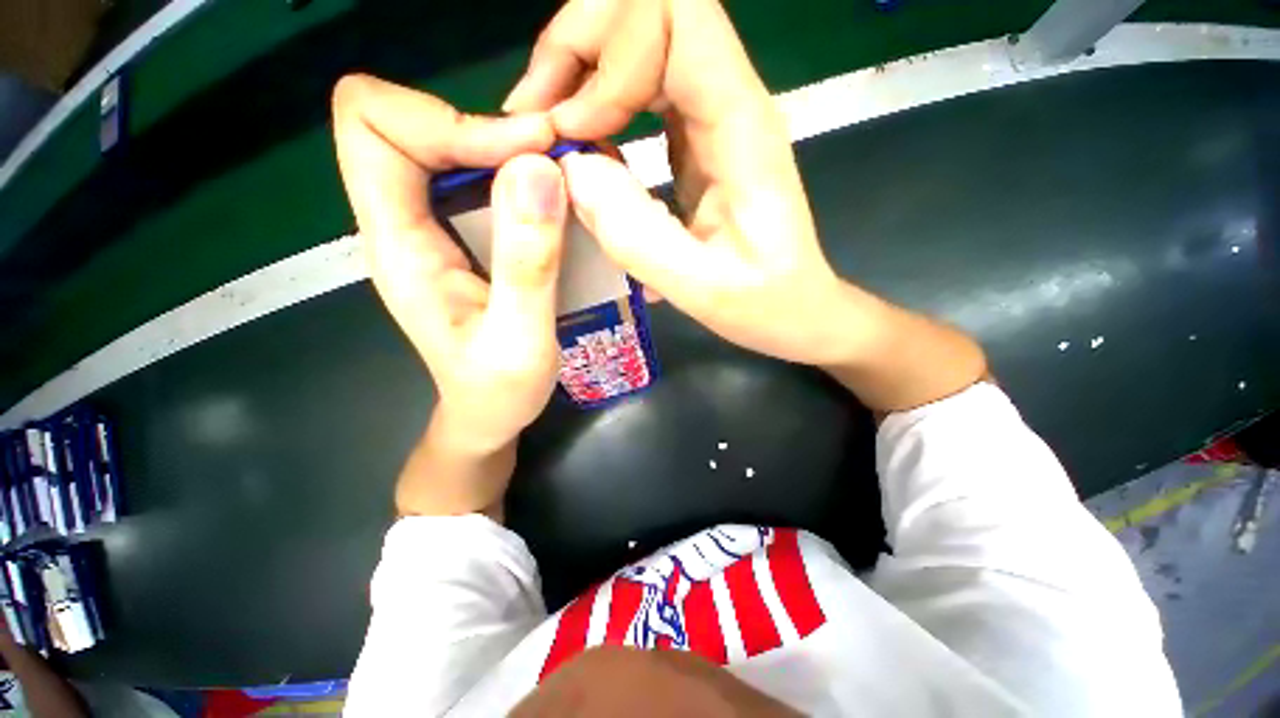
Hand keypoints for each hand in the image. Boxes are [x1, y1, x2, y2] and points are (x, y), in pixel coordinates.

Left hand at [332, 74, 564, 451]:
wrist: (488, 414)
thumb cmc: (498, 392)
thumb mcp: (520, 340)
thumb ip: (526, 264)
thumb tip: (538, 170)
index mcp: (398, 245)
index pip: (373, 126)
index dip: (447, 119)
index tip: (526, 155)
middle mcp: (403, 224)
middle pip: (410, 123)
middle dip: (488, 127)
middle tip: (557, 160)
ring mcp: (432, 229)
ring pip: (448, 145)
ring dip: (508, 148)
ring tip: (564, 177)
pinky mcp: (462, 239)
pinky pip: (477, 178)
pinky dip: (518, 173)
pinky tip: (555, 201)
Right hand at [503, 0, 877, 365]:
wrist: (796, 309)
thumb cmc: (765, 304)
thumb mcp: (704, 288)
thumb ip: (640, 236)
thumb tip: (574, 172)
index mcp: (742, 126)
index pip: (673, 14)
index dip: (606, 52)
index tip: (571, 131)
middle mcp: (728, 104)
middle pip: (647, 13)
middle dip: (576, 52)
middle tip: (535, 124)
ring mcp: (711, 119)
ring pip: (638, 47)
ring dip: (579, 78)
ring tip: (546, 136)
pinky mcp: (694, 144)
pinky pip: (638, 95)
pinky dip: (596, 111)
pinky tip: (580, 155)